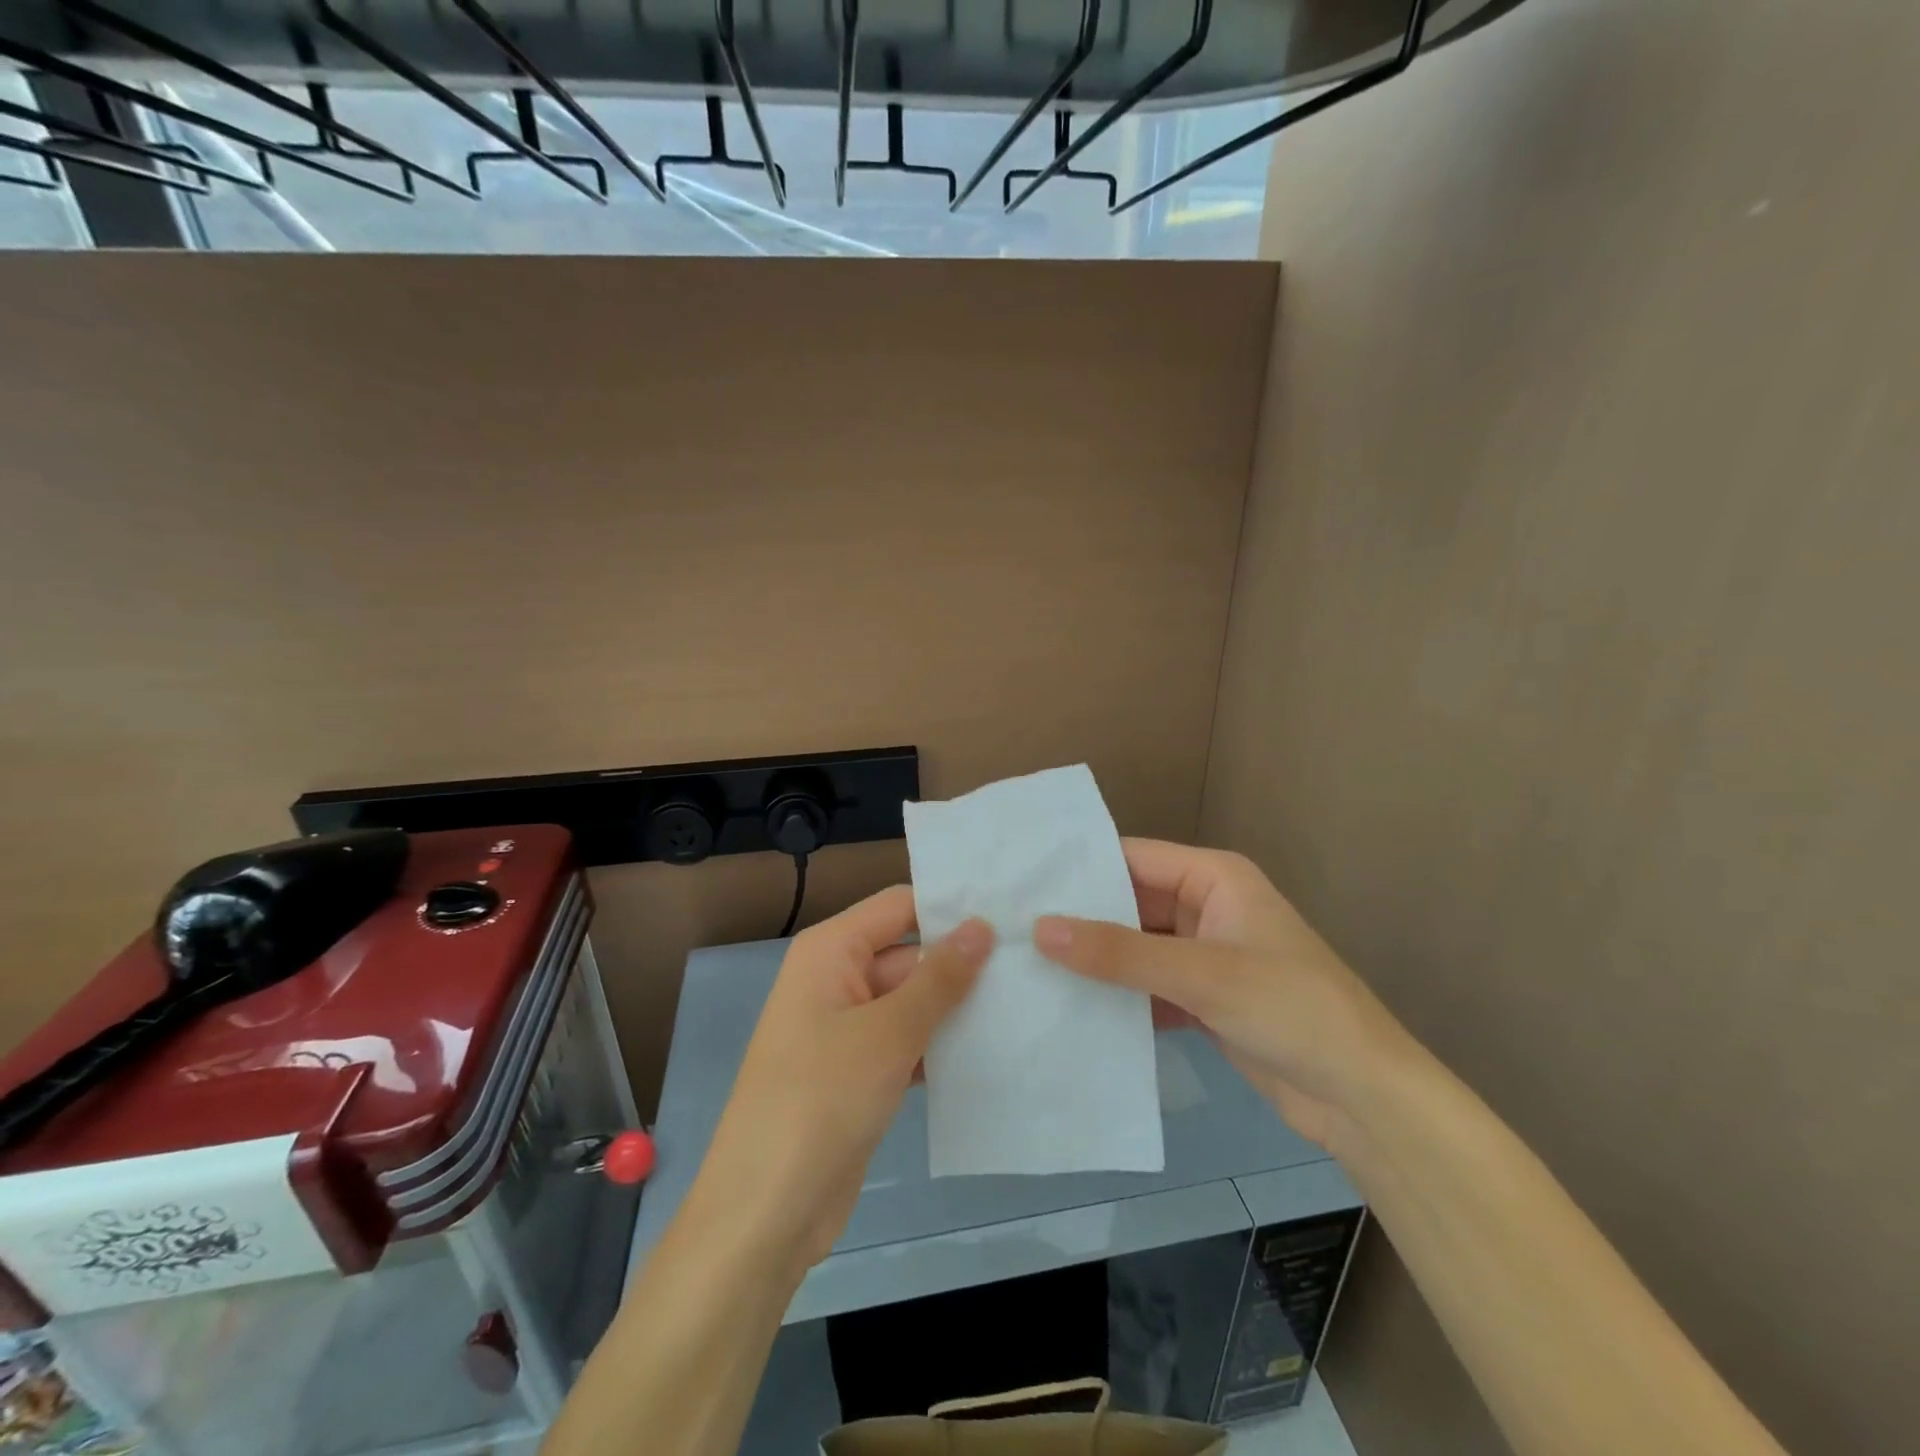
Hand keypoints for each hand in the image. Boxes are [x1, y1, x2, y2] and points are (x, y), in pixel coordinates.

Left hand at [692, 887, 992, 1272]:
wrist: (766, 1213)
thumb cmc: (821, 1100)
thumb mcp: (887, 1033)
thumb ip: (939, 978)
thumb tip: (981, 925)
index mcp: (830, 951)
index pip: (899, 905)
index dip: (950, 906)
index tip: (1013, 909)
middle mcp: (837, 978)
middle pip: (910, 953)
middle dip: (964, 961)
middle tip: (1035, 961)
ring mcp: (848, 1028)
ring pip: (913, 1001)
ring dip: (958, 1006)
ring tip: (1028, 999)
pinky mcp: (860, 1072)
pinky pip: (908, 1041)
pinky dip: (941, 1045)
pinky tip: (994, 1049)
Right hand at [1034, 839, 1412, 1148]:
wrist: (1363, 1098)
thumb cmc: (1291, 1009)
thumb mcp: (1201, 974)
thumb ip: (1119, 953)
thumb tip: (1040, 928)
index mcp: (1213, 878)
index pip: (1132, 858)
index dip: (1079, 869)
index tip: (1020, 884)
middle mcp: (1206, 907)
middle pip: (1129, 904)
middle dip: (1080, 920)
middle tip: (1011, 930)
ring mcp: (1204, 956)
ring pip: (1135, 948)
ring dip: (1095, 961)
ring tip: (1026, 966)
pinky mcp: (1203, 999)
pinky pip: (1147, 986)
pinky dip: (1117, 997)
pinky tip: (1070, 1008)